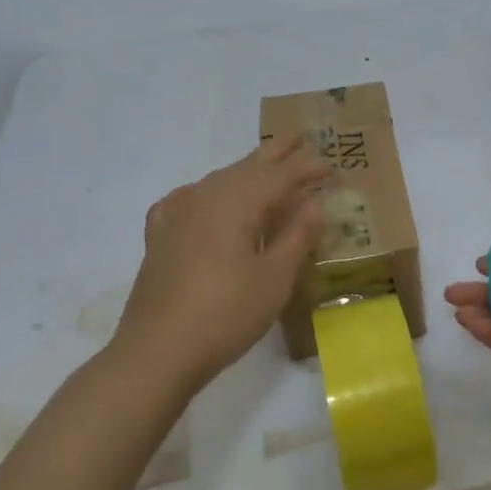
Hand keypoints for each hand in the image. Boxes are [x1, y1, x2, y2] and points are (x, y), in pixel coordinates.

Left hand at [113, 141, 330, 395]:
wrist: (157, 351)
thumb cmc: (226, 315)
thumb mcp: (274, 278)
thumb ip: (296, 236)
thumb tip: (313, 202)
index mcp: (236, 202)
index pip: (280, 176)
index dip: (308, 168)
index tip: (332, 165)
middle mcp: (205, 197)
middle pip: (246, 166)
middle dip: (276, 153)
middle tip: (299, 139)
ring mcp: (177, 214)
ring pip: (218, 180)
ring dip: (245, 171)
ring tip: (265, 167)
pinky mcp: (160, 236)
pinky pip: (189, 199)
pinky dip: (208, 193)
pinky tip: (206, 199)